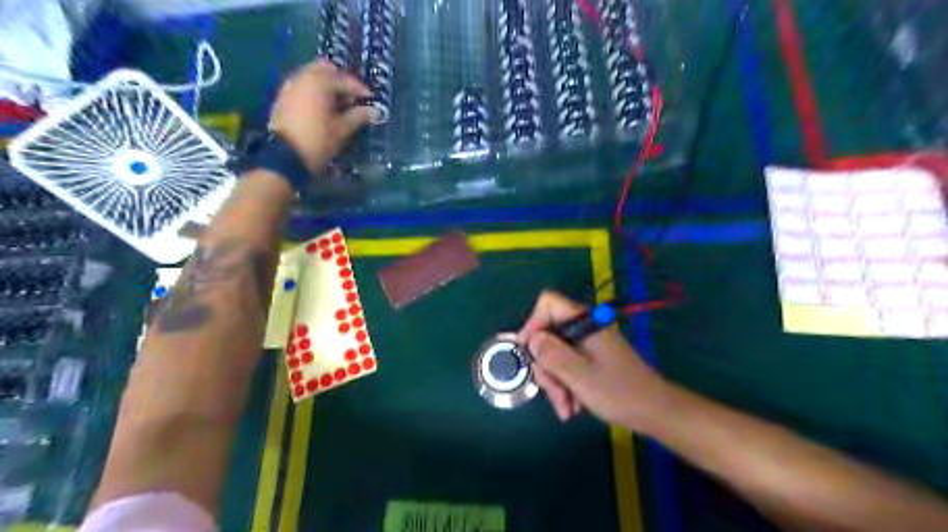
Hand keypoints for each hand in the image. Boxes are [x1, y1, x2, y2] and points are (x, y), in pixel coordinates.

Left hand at [268, 60, 376, 171]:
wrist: (284, 157)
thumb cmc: (318, 141)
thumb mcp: (342, 129)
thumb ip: (359, 116)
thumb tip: (375, 111)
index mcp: (320, 82)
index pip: (345, 80)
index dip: (360, 90)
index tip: (371, 100)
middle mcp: (303, 77)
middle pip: (326, 69)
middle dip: (341, 80)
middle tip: (353, 97)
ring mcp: (290, 86)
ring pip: (312, 76)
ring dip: (327, 86)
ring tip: (339, 104)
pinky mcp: (283, 97)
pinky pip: (303, 86)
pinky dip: (315, 92)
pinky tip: (323, 108)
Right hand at [517, 292, 664, 427]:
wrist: (656, 412)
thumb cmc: (619, 393)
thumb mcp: (579, 376)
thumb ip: (551, 354)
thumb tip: (530, 338)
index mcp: (585, 322)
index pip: (548, 304)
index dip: (533, 323)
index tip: (529, 352)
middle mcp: (585, 328)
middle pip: (548, 334)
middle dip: (545, 366)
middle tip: (554, 393)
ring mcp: (588, 344)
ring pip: (555, 354)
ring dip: (555, 382)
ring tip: (566, 408)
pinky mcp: (591, 358)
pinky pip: (567, 365)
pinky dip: (565, 385)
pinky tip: (572, 406)